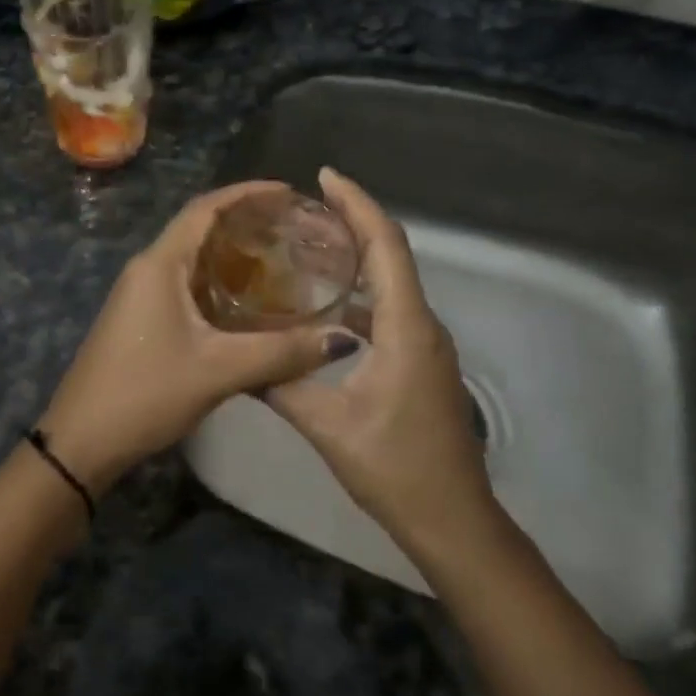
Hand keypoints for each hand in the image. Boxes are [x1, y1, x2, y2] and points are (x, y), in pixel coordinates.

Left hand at [40, 182, 354, 493]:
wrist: (82, 440)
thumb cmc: (145, 393)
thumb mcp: (218, 370)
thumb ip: (281, 352)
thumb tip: (341, 339)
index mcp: (160, 265)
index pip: (205, 208)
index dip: (247, 193)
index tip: (288, 192)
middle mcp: (147, 270)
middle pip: (199, 228)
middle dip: (244, 222)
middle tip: (293, 228)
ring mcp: (140, 296)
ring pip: (192, 260)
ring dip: (231, 254)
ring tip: (280, 258)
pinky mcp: (141, 320)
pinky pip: (185, 286)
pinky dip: (218, 283)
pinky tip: (248, 303)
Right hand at [264, 169, 493, 551]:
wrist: (453, 518)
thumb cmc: (395, 468)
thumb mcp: (328, 427)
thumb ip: (284, 385)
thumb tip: (242, 360)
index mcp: (406, 328)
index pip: (386, 246)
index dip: (358, 204)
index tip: (325, 177)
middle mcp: (423, 325)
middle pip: (392, 255)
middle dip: (354, 221)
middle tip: (306, 204)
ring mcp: (426, 345)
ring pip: (392, 283)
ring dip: (358, 257)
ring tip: (310, 245)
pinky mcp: (421, 363)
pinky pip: (392, 311)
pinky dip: (362, 294)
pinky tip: (328, 307)